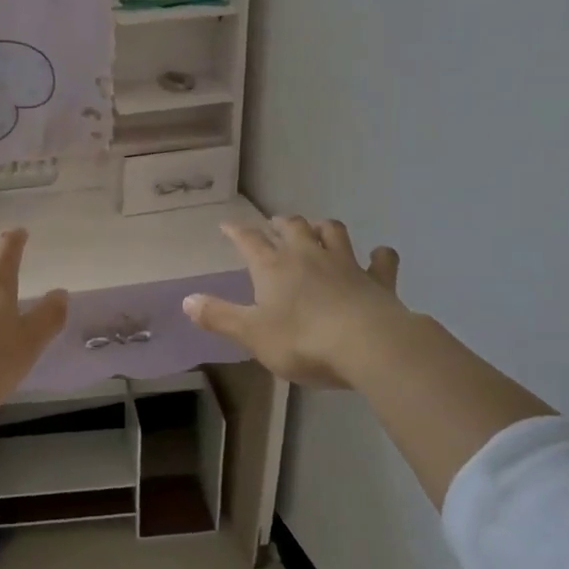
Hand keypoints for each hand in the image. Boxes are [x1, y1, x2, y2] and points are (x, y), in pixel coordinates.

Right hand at [183, 216, 406, 388]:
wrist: (368, 345)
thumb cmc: (302, 340)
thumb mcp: (251, 334)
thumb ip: (219, 316)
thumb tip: (187, 300)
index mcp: (273, 267)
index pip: (250, 241)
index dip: (237, 232)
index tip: (227, 225)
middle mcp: (308, 256)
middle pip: (293, 227)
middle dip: (281, 224)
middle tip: (274, 225)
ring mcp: (346, 265)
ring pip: (333, 232)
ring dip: (323, 228)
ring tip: (318, 229)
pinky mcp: (377, 281)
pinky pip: (381, 261)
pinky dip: (379, 256)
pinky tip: (379, 255)